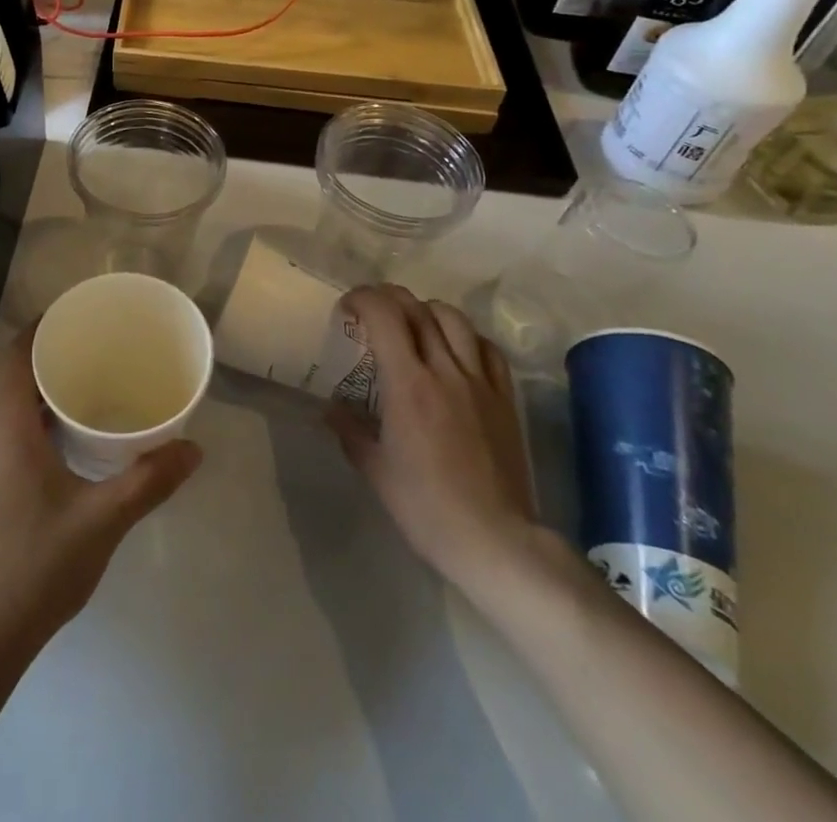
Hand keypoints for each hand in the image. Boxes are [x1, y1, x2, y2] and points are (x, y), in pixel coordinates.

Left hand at [0, 326, 201, 660]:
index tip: (81, 315)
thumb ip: (149, 480)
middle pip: (16, 374)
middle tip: (100, 347)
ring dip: (46, 388)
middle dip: (54, 354)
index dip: (44, 327)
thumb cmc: (38, 565)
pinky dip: (39, 416)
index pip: (17, 354)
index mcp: (7, 427)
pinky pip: (11, 429)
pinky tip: (72, 436)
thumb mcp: (103, 519)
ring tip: (93, 383)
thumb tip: (193, 448)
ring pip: (13, 404)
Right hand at [329, 285, 543, 590]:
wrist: (493, 540)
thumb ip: (350, 430)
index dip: (362, 299)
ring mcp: (479, 382)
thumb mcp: (374, 470)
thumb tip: (331, 408)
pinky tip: (455, 348)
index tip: (347, 308)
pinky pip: (488, 349)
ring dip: (426, 310)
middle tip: (371, 309)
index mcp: (408, 383)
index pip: (385, 316)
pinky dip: (466, 336)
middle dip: (389, 297)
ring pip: (454, 320)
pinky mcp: (504, 399)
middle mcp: (444, 370)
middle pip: (417, 309)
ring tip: (413, 322)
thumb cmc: (425, 507)